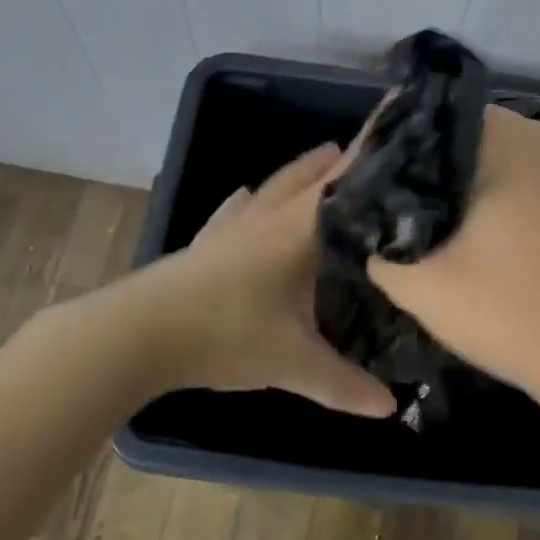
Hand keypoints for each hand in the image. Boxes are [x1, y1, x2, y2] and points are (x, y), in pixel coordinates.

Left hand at [133, 143, 396, 416]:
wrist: (140, 333)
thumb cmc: (226, 334)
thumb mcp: (292, 363)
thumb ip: (343, 383)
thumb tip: (391, 406)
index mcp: (299, 229)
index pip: (343, 182)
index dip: (371, 156)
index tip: (400, 132)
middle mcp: (269, 215)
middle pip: (310, 175)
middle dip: (341, 159)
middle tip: (375, 150)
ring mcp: (233, 224)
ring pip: (275, 185)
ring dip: (302, 172)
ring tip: (324, 160)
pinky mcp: (207, 240)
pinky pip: (237, 208)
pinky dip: (251, 199)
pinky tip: (247, 195)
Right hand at [366, 107, 539, 408]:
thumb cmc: (514, 309)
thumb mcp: (420, 281)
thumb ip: (373, 241)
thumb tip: (359, 222)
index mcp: (500, 132)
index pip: (414, 117)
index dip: (373, 151)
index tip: (345, 188)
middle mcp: (530, 136)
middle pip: (443, 143)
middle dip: (403, 177)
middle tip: (364, 214)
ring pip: (470, 172)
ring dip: (434, 200)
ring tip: (392, 233)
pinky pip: (499, 193)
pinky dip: (468, 214)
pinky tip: (441, 249)